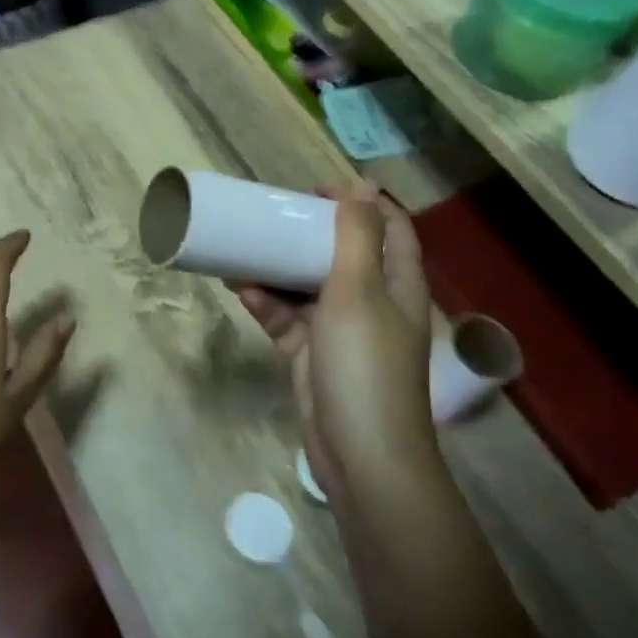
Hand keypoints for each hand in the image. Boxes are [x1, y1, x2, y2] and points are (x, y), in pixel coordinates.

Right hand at [235, 185, 434, 503]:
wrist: (360, 453)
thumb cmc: (365, 364)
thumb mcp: (360, 291)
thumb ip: (357, 236)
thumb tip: (361, 184)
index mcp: (397, 283)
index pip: (390, 227)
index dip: (360, 202)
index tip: (315, 189)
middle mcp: (373, 301)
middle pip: (343, 253)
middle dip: (308, 232)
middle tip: (272, 215)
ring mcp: (341, 330)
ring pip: (307, 286)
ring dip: (278, 268)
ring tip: (244, 247)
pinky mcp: (312, 354)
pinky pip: (287, 318)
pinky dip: (267, 304)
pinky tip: (240, 289)